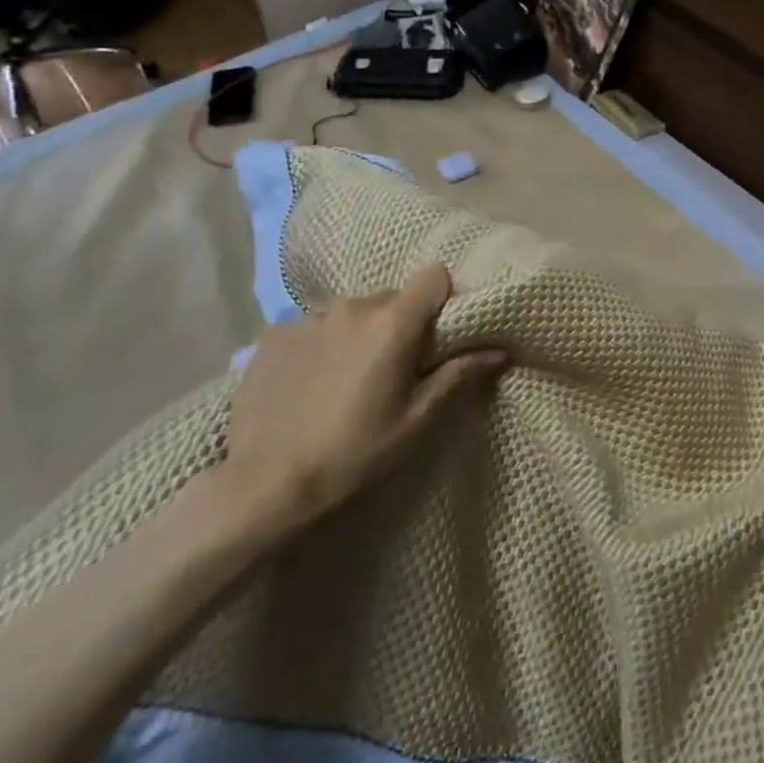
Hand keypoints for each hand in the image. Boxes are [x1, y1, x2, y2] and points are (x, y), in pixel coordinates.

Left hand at [216, 264, 506, 539]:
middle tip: (391, 370)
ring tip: (344, 380)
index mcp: (392, 323)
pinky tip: (308, 384)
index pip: (434, 276)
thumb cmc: (352, 455)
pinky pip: (314, 326)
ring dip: (358, 333)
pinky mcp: (273, 333)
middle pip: (392, 297)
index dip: (442, 300)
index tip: (437, 336)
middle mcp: (352, 306)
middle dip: (399, 323)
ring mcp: (308, 317)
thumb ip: (457, 376)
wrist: (262, 486)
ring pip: (352, 311)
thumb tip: (500, 350)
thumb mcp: (415, 421)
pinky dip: (320, 345)